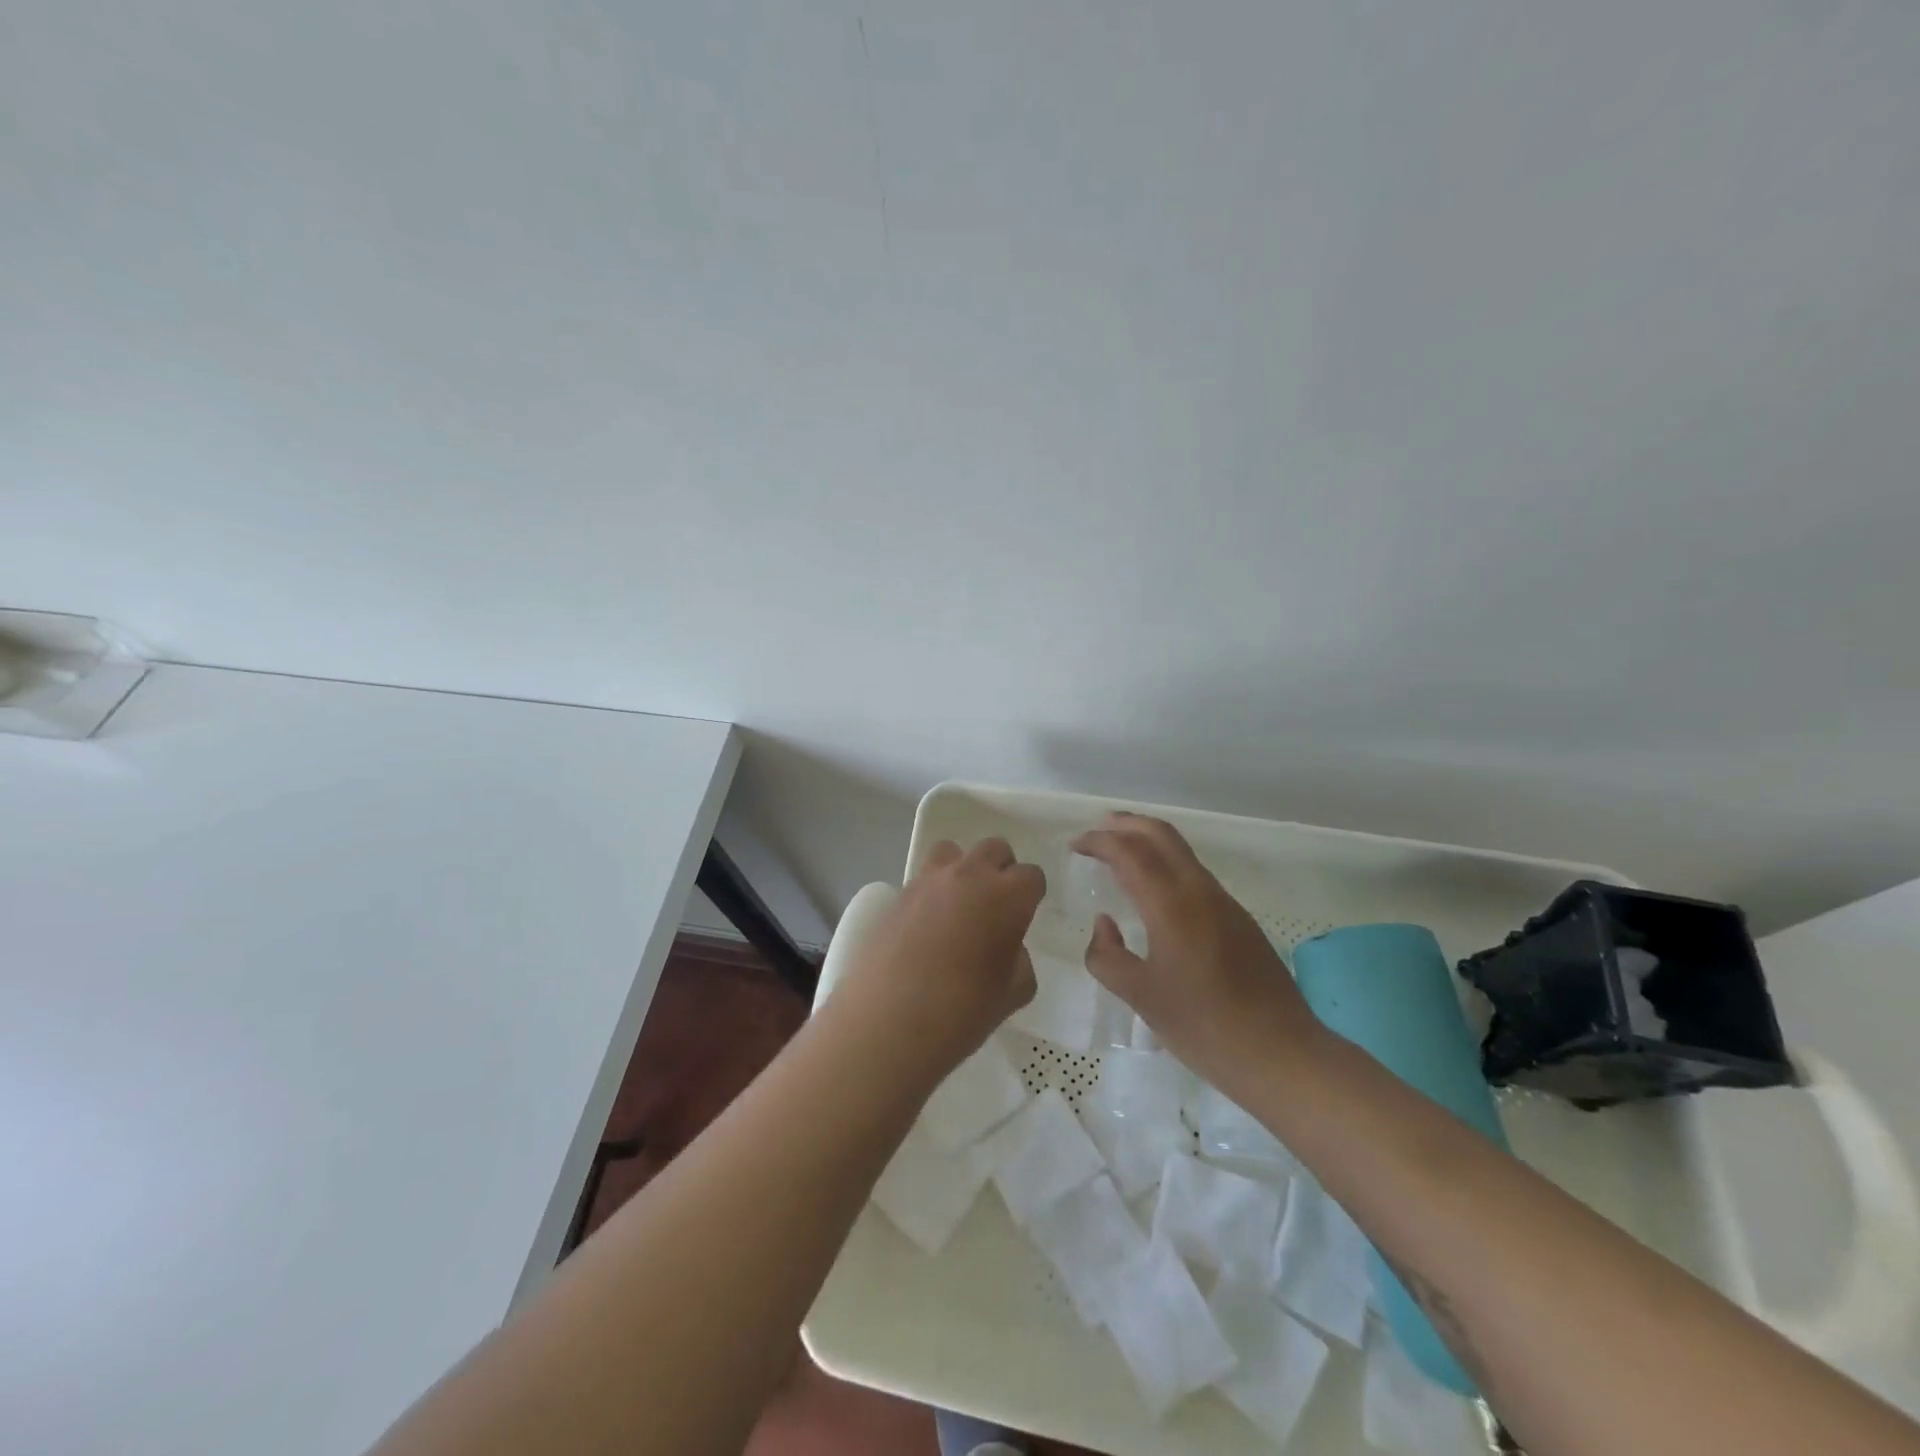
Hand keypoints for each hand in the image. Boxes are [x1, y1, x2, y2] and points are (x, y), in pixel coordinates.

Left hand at [834, 837, 1042, 1075]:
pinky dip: (931, 893)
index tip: (1024, 916)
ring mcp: (929, 881)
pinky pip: (922, 879)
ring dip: (962, 869)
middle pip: (994, 848)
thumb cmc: (963, 1011)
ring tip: (958, 905)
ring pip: (953, 851)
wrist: (889, 1020)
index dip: (1031, 895)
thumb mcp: (1013, 993)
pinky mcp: (897, 894)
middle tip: (996, 905)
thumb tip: (1006, 947)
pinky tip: (926, 927)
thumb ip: (1019, 960)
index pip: (1031, 876)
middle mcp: (970, 875)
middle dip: (1000, 870)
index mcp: (1007, 896)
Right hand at [1073, 813, 1323, 1089]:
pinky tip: (1154, 892)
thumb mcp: (1141, 997)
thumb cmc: (1204, 1026)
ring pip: (1182, 852)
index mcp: (1172, 905)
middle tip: (1097, 832)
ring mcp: (1225, 903)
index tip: (1075, 845)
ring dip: (1148, 842)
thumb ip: (1108, 956)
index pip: (1129, 852)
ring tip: (1120, 854)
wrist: (1282, 1053)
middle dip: (1127, 825)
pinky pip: (1194, 874)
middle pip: (1161, 835)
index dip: (1099, 842)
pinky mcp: (1239, 920)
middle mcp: (1200, 891)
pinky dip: (1166, 864)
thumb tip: (1103, 923)